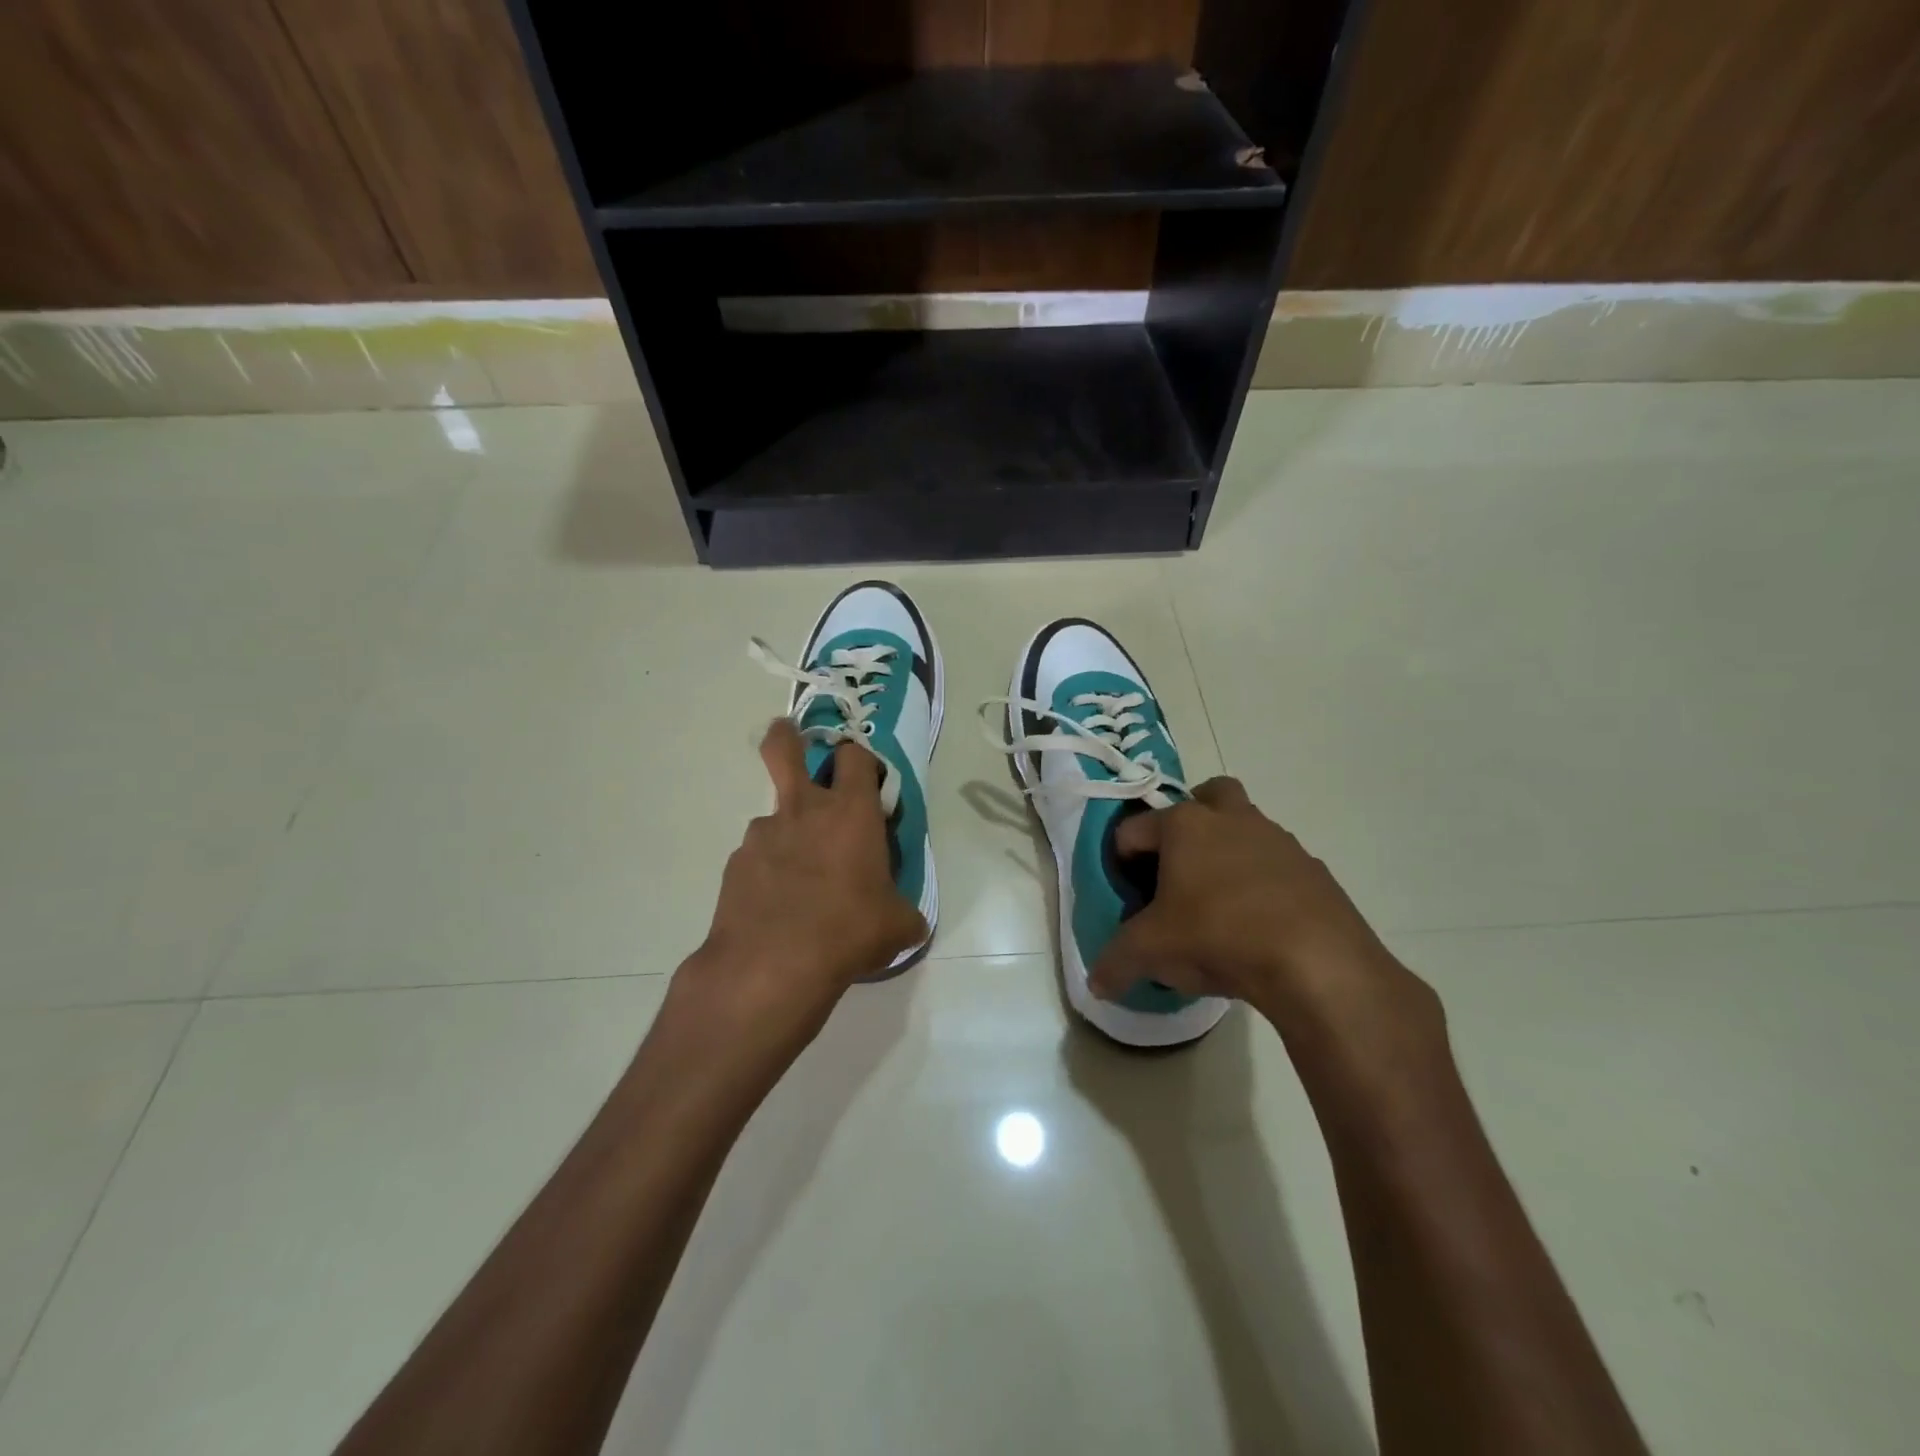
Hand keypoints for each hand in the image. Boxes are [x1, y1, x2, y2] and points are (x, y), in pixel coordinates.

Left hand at [675, 721, 925, 1053]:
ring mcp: (763, 834)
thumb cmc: (849, 931)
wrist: (773, 965)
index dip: (860, 758)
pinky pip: (757, 857)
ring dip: (786, 831)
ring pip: (773, 815)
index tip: (865, 776)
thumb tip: (910, 922)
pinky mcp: (736, 864)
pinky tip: (776, 906)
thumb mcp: (897, 926)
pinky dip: (767, 871)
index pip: (856, 756)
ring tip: (798, 877)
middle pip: (785, 748)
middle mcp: (804, 810)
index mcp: (851, 812)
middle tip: (793, 740)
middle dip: (787, 736)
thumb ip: (905, 914)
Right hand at [1088, 778, 1423, 1030]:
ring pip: (1245, 829)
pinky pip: (1278, 867)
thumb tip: (1096, 983)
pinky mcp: (1313, 870)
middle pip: (1206, 796)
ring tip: (1219, 905)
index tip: (1128, 897)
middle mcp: (1231, 819)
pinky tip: (1258, 926)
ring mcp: (1278, 840)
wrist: (1316, 962)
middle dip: (1189, 822)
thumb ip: (1115, 962)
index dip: (1121, 862)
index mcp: (1184, 825)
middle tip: (1179, 867)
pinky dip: (1263, 885)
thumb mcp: (1151, 952)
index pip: (1133, 829)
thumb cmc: (1217, 936)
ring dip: (1228, 853)